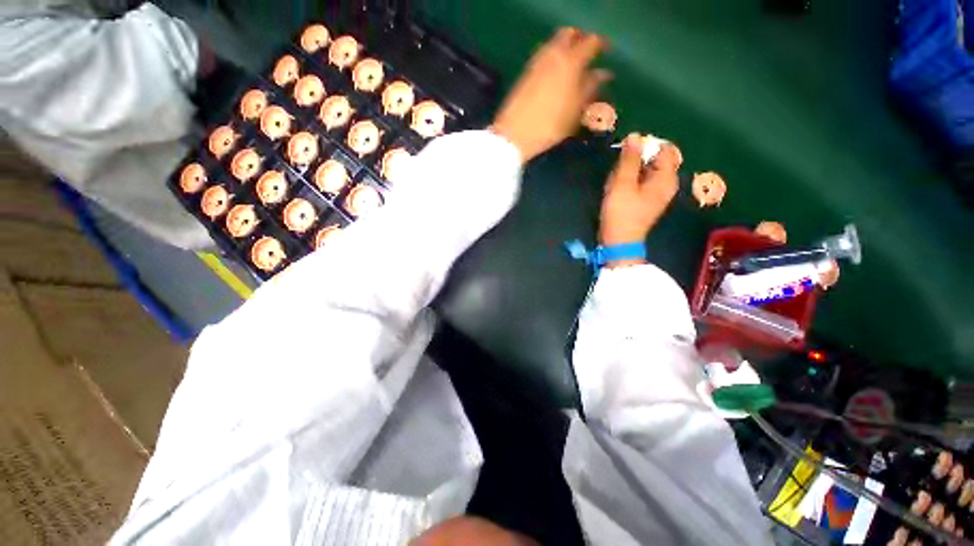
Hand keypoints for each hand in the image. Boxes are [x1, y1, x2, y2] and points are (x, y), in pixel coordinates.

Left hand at [491, 28, 610, 161]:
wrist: (514, 135)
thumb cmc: (549, 127)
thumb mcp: (575, 112)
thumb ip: (590, 89)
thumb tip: (603, 74)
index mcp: (570, 62)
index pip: (591, 42)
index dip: (601, 45)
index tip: (607, 52)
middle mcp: (552, 55)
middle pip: (570, 35)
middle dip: (581, 41)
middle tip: (587, 55)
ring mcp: (536, 63)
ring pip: (554, 44)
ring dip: (566, 49)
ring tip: (572, 68)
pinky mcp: (525, 73)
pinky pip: (543, 56)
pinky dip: (553, 59)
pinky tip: (555, 76)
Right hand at [599, 134, 681, 265]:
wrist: (619, 242)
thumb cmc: (622, 213)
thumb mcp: (623, 184)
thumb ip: (630, 159)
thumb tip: (635, 136)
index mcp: (666, 178)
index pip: (664, 149)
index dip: (645, 147)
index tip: (626, 154)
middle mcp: (666, 183)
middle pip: (652, 161)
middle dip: (633, 163)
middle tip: (617, 175)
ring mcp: (656, 193)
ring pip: (642, 172)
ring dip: (627, 174)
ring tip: (614, 186)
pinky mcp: (646, 201)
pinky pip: (638, 183)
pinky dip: (627, 183)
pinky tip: (615, 192)